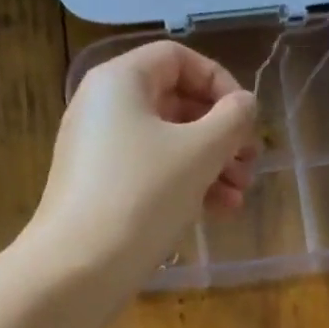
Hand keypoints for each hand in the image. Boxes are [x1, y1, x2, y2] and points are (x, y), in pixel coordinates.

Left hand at [27, 40, 258, 293]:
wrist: (78, 268)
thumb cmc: (142, 197)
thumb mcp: (198, 153)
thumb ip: (231, 120)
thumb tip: (244, 106)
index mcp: (120, 81)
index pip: (178, 59)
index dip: (220, 83)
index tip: (246, 119)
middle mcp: (104, 108)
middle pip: (175, 104)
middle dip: (221, 135)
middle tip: (251, 165)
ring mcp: (99, 152)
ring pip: (167, 145)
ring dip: (210, 166)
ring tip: (240, 196)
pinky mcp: (100, 191)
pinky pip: (150, 174)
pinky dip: (184, 186)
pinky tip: (218, 211)